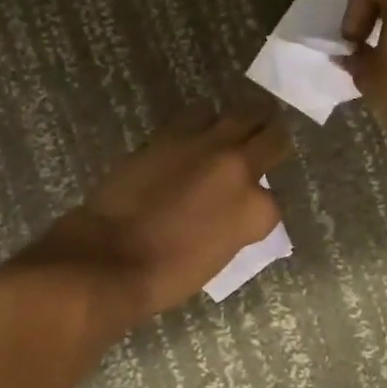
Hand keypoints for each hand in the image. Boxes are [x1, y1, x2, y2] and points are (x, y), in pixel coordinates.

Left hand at [32, 102, 291, 317]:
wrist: (113, 257)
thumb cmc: (169, 274)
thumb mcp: (221, 254)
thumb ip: (236, 222)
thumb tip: (230, 207)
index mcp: (257, 210)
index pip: (273, 198)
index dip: (259, 201)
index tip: (249, 204)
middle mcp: (239, 167)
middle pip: (273, 135)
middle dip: (271, 137)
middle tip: (267, 138)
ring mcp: (206, 145)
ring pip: (240, 113)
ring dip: (239, 122)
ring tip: (233, 128)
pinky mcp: (172, 134)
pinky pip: (198, 114)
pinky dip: (202, 122)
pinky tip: (196, 133)